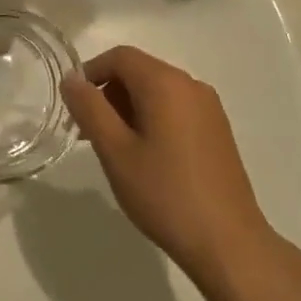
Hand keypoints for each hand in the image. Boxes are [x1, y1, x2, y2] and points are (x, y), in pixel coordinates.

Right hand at [61, 45, 272, 275]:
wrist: (229, 244)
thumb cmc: (165, 194)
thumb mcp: (116, 152)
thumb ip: (90, 109)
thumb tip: (71, 78)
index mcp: (165, 82)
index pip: (120, 57)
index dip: (91, 72)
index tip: (74, 106)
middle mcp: (190, 84)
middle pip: (139, 71)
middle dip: (109, 93)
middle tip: (90, 133)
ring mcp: (208, 107)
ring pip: (157, 90)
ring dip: (129, 108)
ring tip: (116, 150)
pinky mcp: (217, 129)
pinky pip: (176, 108)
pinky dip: (153, 118)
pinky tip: (148, 158)